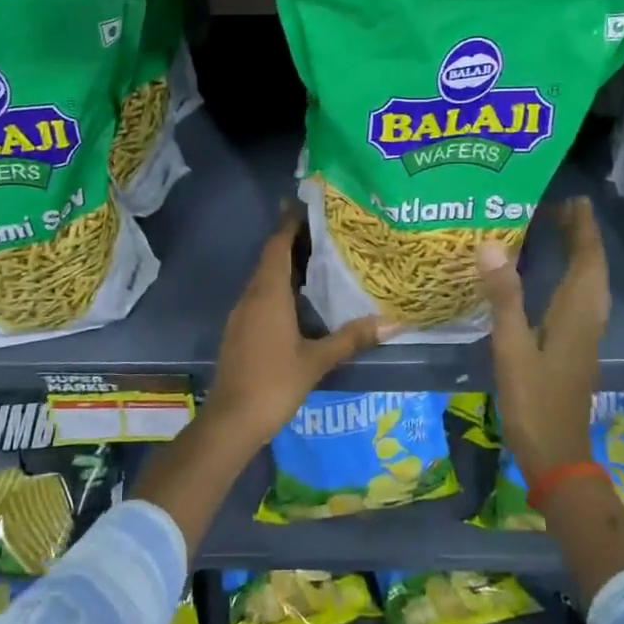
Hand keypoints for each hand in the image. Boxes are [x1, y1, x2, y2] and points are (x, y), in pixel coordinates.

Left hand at [204, 203, 390, 444]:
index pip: (277, 245)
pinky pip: (260, 295)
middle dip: (292, 240)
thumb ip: (351, 338)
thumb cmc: (274, 383)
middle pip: (270, 257)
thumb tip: (392, 323)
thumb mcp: (317, 361)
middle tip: (323, 228)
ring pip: (264, 277)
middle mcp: (251, 295)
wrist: (231, 420)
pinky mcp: (240, 330)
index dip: (290, 223)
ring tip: (317, 258)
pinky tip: (299, 298)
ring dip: (286, 264)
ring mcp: (242, 313)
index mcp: (268, 293)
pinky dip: (279, 286)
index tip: (307, 204)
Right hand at [477, 197, 609, 481]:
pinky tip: (556, 278)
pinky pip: (581, 298)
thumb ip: (503, 296)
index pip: (587, 260)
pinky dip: (574, 276)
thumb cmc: (534, 401)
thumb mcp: (511, 347)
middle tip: (561, 208)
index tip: (572, 200)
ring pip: (590, 284)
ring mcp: (585, 335)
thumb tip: (490, 246)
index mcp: (576, 314)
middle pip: (593, 268)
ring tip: (561, 232)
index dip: (582, 229)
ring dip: (581, 255)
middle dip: (582, 236)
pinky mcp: (576, 346)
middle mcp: (588, 319)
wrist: (557, 454)